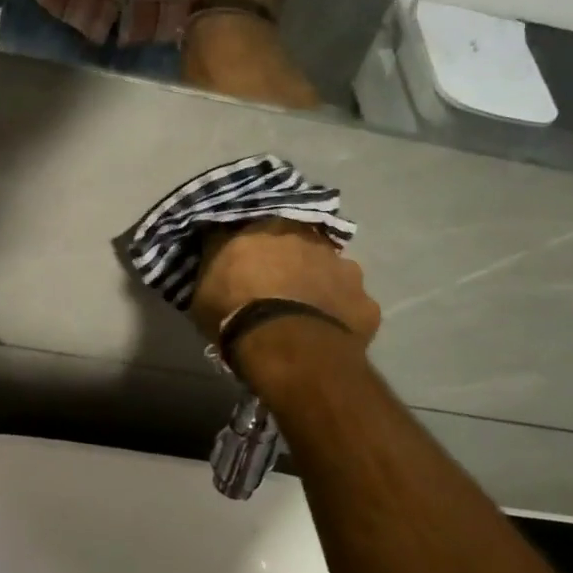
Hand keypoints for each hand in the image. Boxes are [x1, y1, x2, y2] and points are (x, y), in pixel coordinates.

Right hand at [190, 220, 382, 344]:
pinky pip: (351, 309)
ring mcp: (347, 271)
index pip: (262, 226)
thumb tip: (217, 245)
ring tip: (304, 314)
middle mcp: (315, 240)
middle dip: (293, 263)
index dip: (256, 245)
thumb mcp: (205, 283)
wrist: (286, 346)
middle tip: (277, 289)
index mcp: (272, 226)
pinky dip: (340, 317)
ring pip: (332, 275)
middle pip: (302, 247)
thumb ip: (216, 260)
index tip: (248, 262)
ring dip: (321, 288)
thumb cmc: (236, 309)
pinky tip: (326, 334)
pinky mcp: (367, 306)